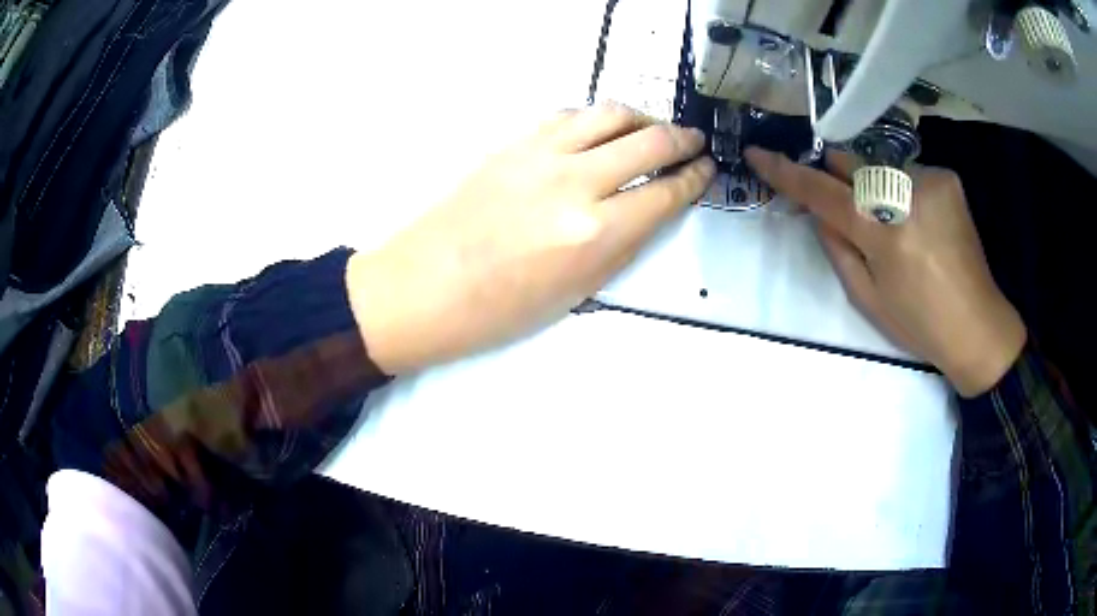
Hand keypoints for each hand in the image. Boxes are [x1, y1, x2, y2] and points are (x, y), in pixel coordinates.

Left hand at [347, 104, 715, 373]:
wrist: (424, 287)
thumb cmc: (498, 309)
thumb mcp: (576, 292)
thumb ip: (621, 245)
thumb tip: (650, 209)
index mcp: (595, 233)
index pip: (665, 193)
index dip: (693, 179)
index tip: (705, 171)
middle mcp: (575, 183)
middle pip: (649, 141)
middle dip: (681, 140)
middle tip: (693, 144)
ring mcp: (541, 154)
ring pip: (610, 114)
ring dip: (643, 118)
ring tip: (653, 130)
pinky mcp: (513, 142)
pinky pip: (568, 116)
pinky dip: (596, 119)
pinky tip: (601, 132)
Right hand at [745, 147, 1025, 396]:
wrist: (978, 325)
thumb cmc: (919, 323)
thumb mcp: (867, 298)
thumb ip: (836, 247)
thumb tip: (818, 211)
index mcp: (885, 233)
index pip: (824, 192)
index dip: (788, 172)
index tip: (757, 154)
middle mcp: (907, 193)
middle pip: (852, 164)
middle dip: (838, 179)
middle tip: (843, 207)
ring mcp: (930, 179)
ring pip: (880, 168)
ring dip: (874, 188)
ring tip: (894, 227)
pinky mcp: (947, 178)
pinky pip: (906, 173)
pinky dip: (901, 191)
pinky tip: (917, 221)